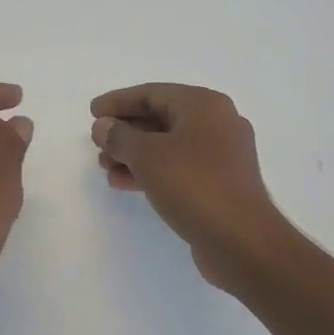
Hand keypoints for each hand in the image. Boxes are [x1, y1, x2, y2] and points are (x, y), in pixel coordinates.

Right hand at [90, 83, 297, 289]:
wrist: (241, 241)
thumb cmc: (194, 185)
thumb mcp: (147, 155)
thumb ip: (119, 136)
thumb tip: (103, 126)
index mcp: (204, 106)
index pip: (152, 93)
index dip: (118, 102)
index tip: (92, 112)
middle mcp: (217, 124)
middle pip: (160, 118)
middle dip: (125, 131)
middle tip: (97, 144)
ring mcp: (221, 155)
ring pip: (167, 145)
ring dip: (134, 154)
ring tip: (105, 167)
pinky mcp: (219, 183)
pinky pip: (177, 167)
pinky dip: (150, 171)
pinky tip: (124, 183)